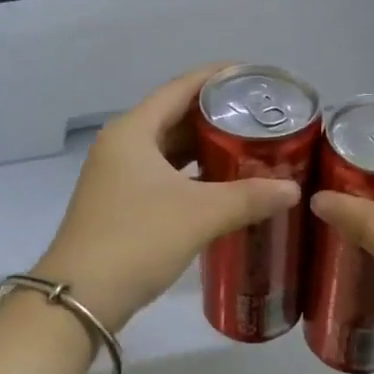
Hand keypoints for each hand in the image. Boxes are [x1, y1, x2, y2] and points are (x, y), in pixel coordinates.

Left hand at [35, 66, 302, 331]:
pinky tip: (220, 185)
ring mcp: (116, 175)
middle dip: (215, 115)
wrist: (80, 298)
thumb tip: (293, 190)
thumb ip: (249, 197)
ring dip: (203, 147)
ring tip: (247, 147)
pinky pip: (162, 174)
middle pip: (174, 116)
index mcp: (133, 131)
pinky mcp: (119, 203)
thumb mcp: (199, 214)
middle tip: (260, 117)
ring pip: (168, 149)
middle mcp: (121, 145)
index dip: (216, 77)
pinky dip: (190, 174)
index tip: (253, 75)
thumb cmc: (137, 240)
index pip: (180, 88)